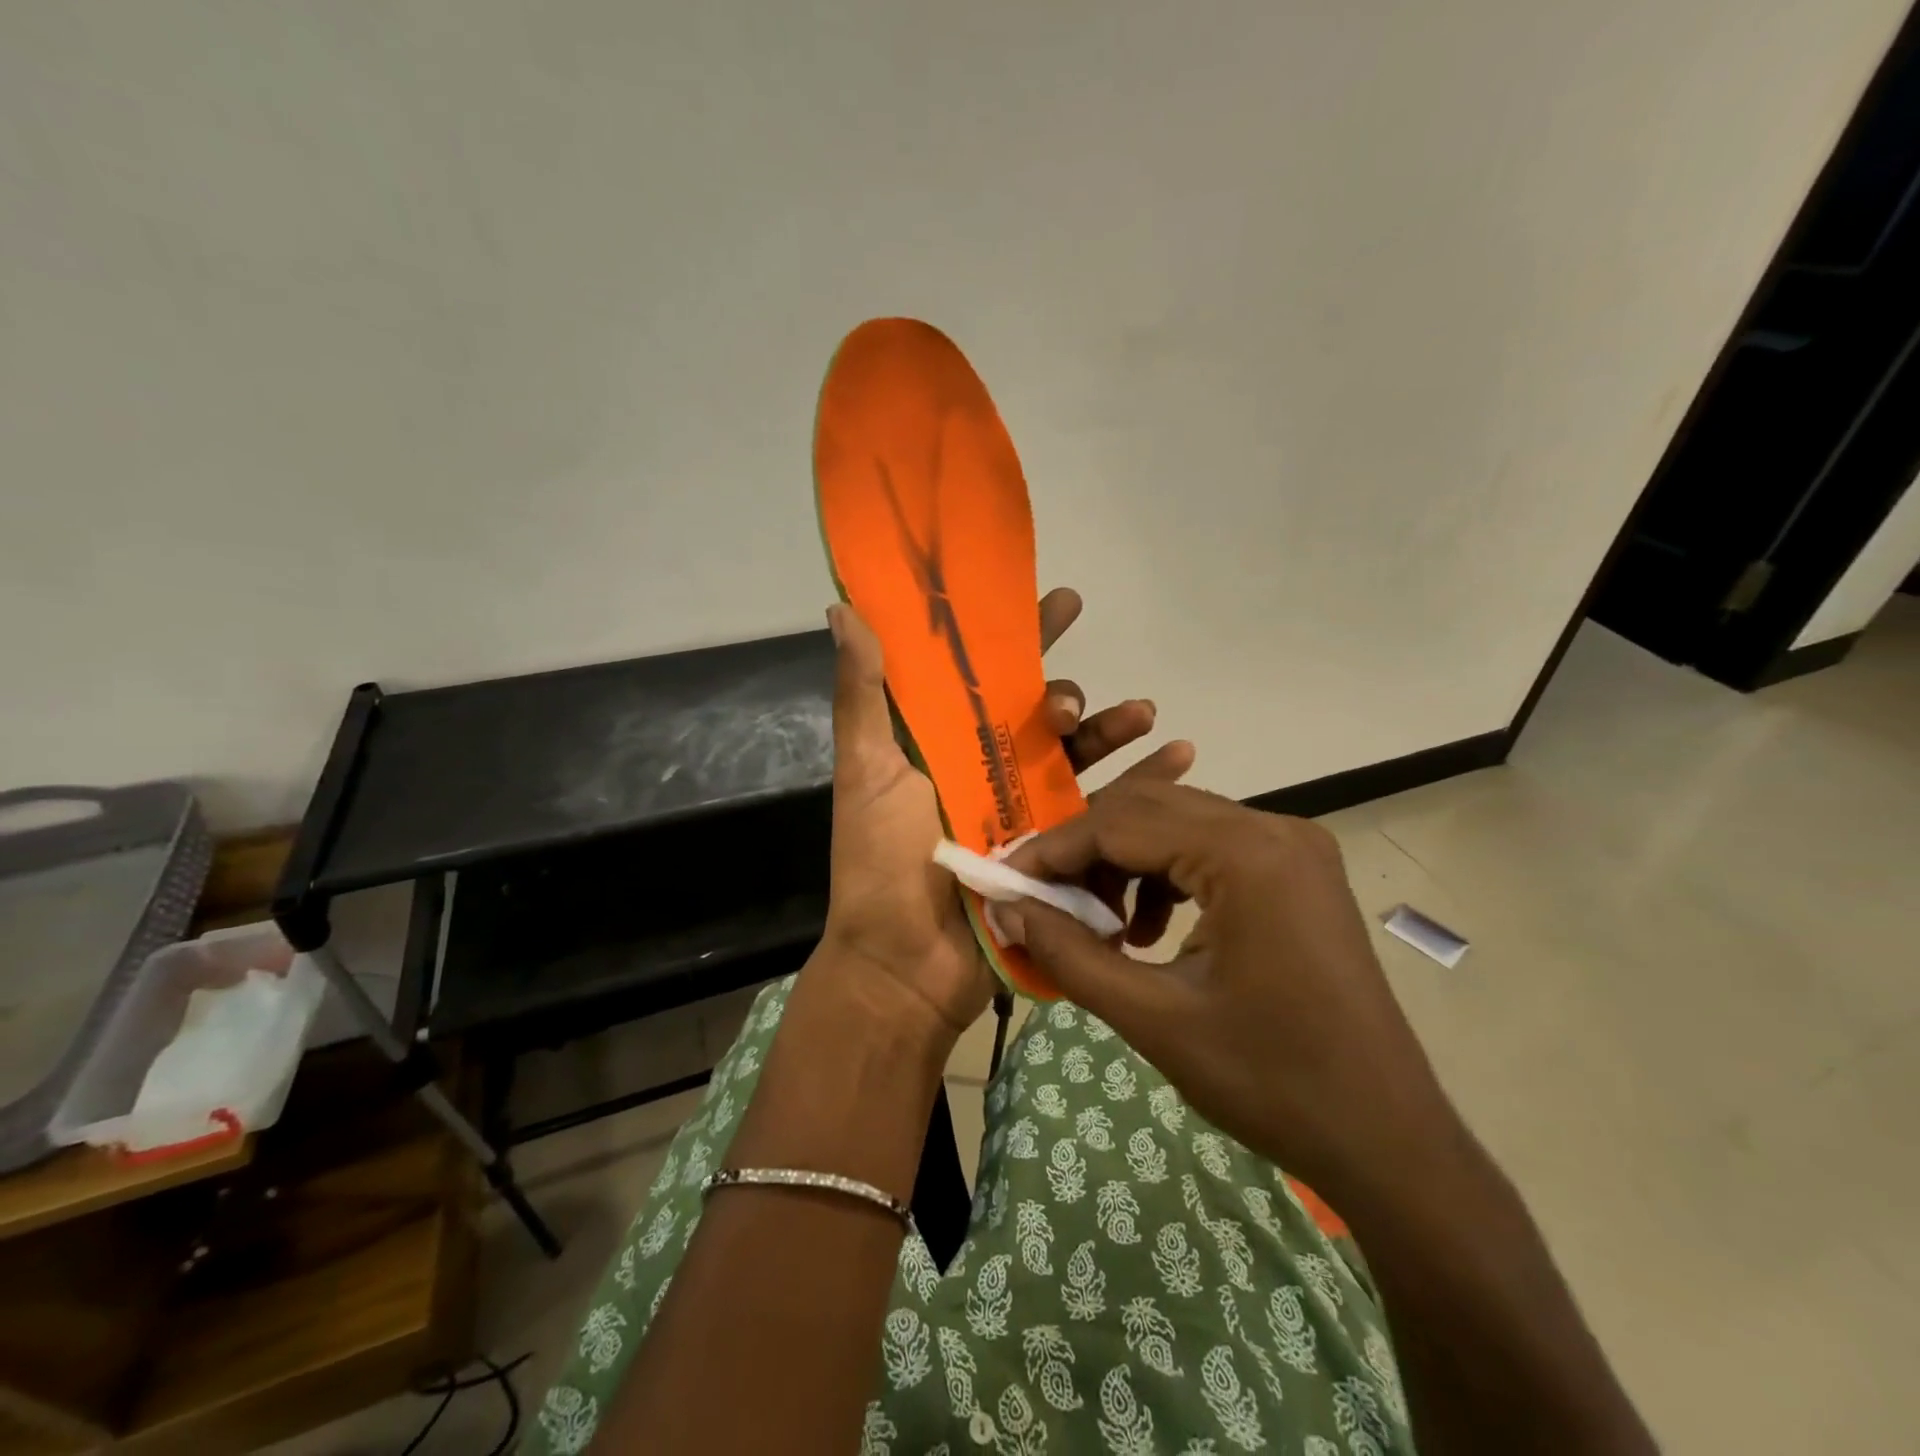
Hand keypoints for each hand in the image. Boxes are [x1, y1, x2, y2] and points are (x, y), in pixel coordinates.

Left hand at [818, 589, 1193, 1046]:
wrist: (906, 967)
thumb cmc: (881, 864)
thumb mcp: (867, 772)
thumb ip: (862, 694)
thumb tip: (844, 608)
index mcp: (946, 746)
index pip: (988, 678)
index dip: (1023, 637)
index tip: (1060, 602)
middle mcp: (990, 772)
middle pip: (1042, 718)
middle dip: (1066, 697)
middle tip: (1068, 707)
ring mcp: (1029, 814)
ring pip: (1083, 758)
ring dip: (1115, 730)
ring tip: (1144, 716)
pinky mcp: (1061, 854)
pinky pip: (1110, 811)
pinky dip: (1147, 783)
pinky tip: (1180, 759)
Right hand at [999, 779, 1451, 1197]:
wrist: (1385, 1138)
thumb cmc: (1271, 1083)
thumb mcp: (1153, 1019)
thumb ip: (1069, 953)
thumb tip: (1005, 907)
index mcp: (1247, 855)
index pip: (1122, 822)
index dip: (1053, 850)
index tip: (1004, 880)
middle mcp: (1274, 829)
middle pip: (1149, 810)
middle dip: (1085, 852)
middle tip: (1041, 900)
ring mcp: (1292, 846)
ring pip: (1177, 825)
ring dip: (1123, 863)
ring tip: (1097, 924)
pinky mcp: (1296, 871)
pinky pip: (1208, 849)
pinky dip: (1163, 876)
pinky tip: (1148, 931)